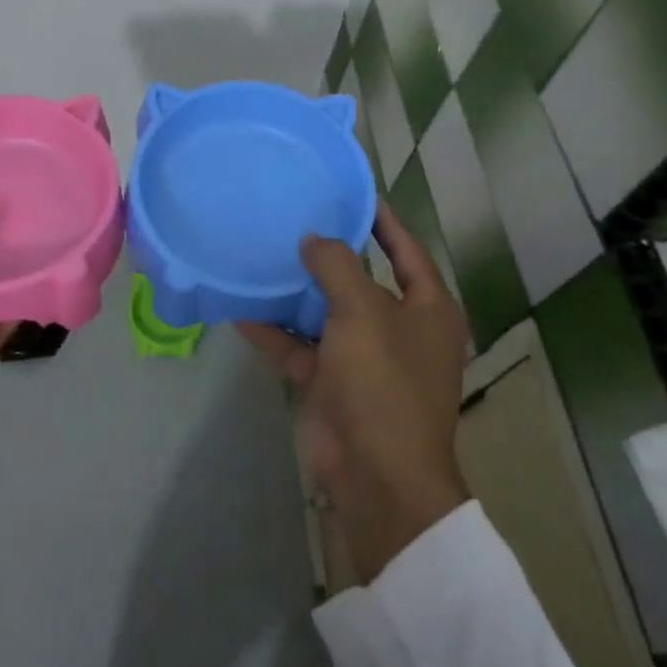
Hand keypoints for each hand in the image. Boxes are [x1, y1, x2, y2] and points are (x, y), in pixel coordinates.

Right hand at [241, 203, 469, 580]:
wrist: (376, 474)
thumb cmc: (384, 380)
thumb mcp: (363, 310)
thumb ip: (337, 265)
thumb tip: (314, 239)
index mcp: (427, 309)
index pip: (406, 250)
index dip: (382, 220)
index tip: (352, 192)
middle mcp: (398, 329)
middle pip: (360, 279)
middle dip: (328, 254)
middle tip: (292, 218)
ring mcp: (362, 358)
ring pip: (324, 312)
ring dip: (295, 291)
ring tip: (261, 253)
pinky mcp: (331, 382)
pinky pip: (298, 345)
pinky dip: (273, 329)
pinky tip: (239, 305)